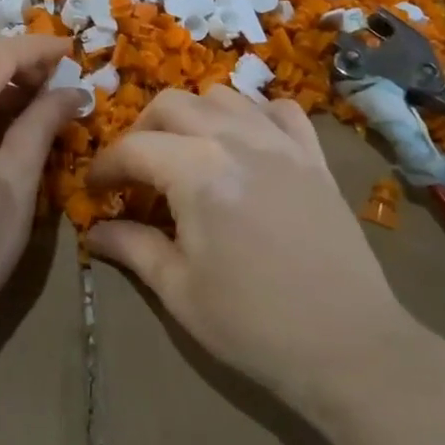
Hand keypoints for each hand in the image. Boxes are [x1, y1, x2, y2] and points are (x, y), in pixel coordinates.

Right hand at [86, 86, 414, 406]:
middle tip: (135, 171)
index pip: (133, 148)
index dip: (105, 167)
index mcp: (196, 170)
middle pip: (171, 104)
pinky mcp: (314, 157)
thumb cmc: (253, 324)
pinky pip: (279, 111)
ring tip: (186, 153)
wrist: (350, 348)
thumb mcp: (179, 290)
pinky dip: (253, 115)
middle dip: (142, 131)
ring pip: (222, 97)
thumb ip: (132, 247)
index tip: (94, 190)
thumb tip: (94, 231)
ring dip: (193, 116)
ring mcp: (280, 143)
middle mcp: (235, 139)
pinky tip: (246, 144)